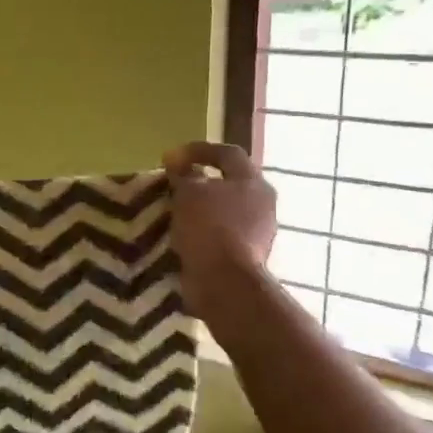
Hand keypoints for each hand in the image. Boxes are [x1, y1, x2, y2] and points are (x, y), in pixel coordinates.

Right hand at [163, 141, 276, 316]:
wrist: (224, 282)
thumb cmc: (209, 228)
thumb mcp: (189, 193)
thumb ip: (185, 175)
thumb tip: (181, 167)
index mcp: (252, 182)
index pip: (227, 154)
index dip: (198, 150)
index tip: (170, 158)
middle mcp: (262, 203)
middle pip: (229, 182)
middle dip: (200, 181)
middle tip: (174, 183)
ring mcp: (258, 231)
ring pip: (225, 209)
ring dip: (200, 208)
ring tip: (173, 211)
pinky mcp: (247, 255)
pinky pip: (221, 233)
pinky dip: (202, 230)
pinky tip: (182, 235)